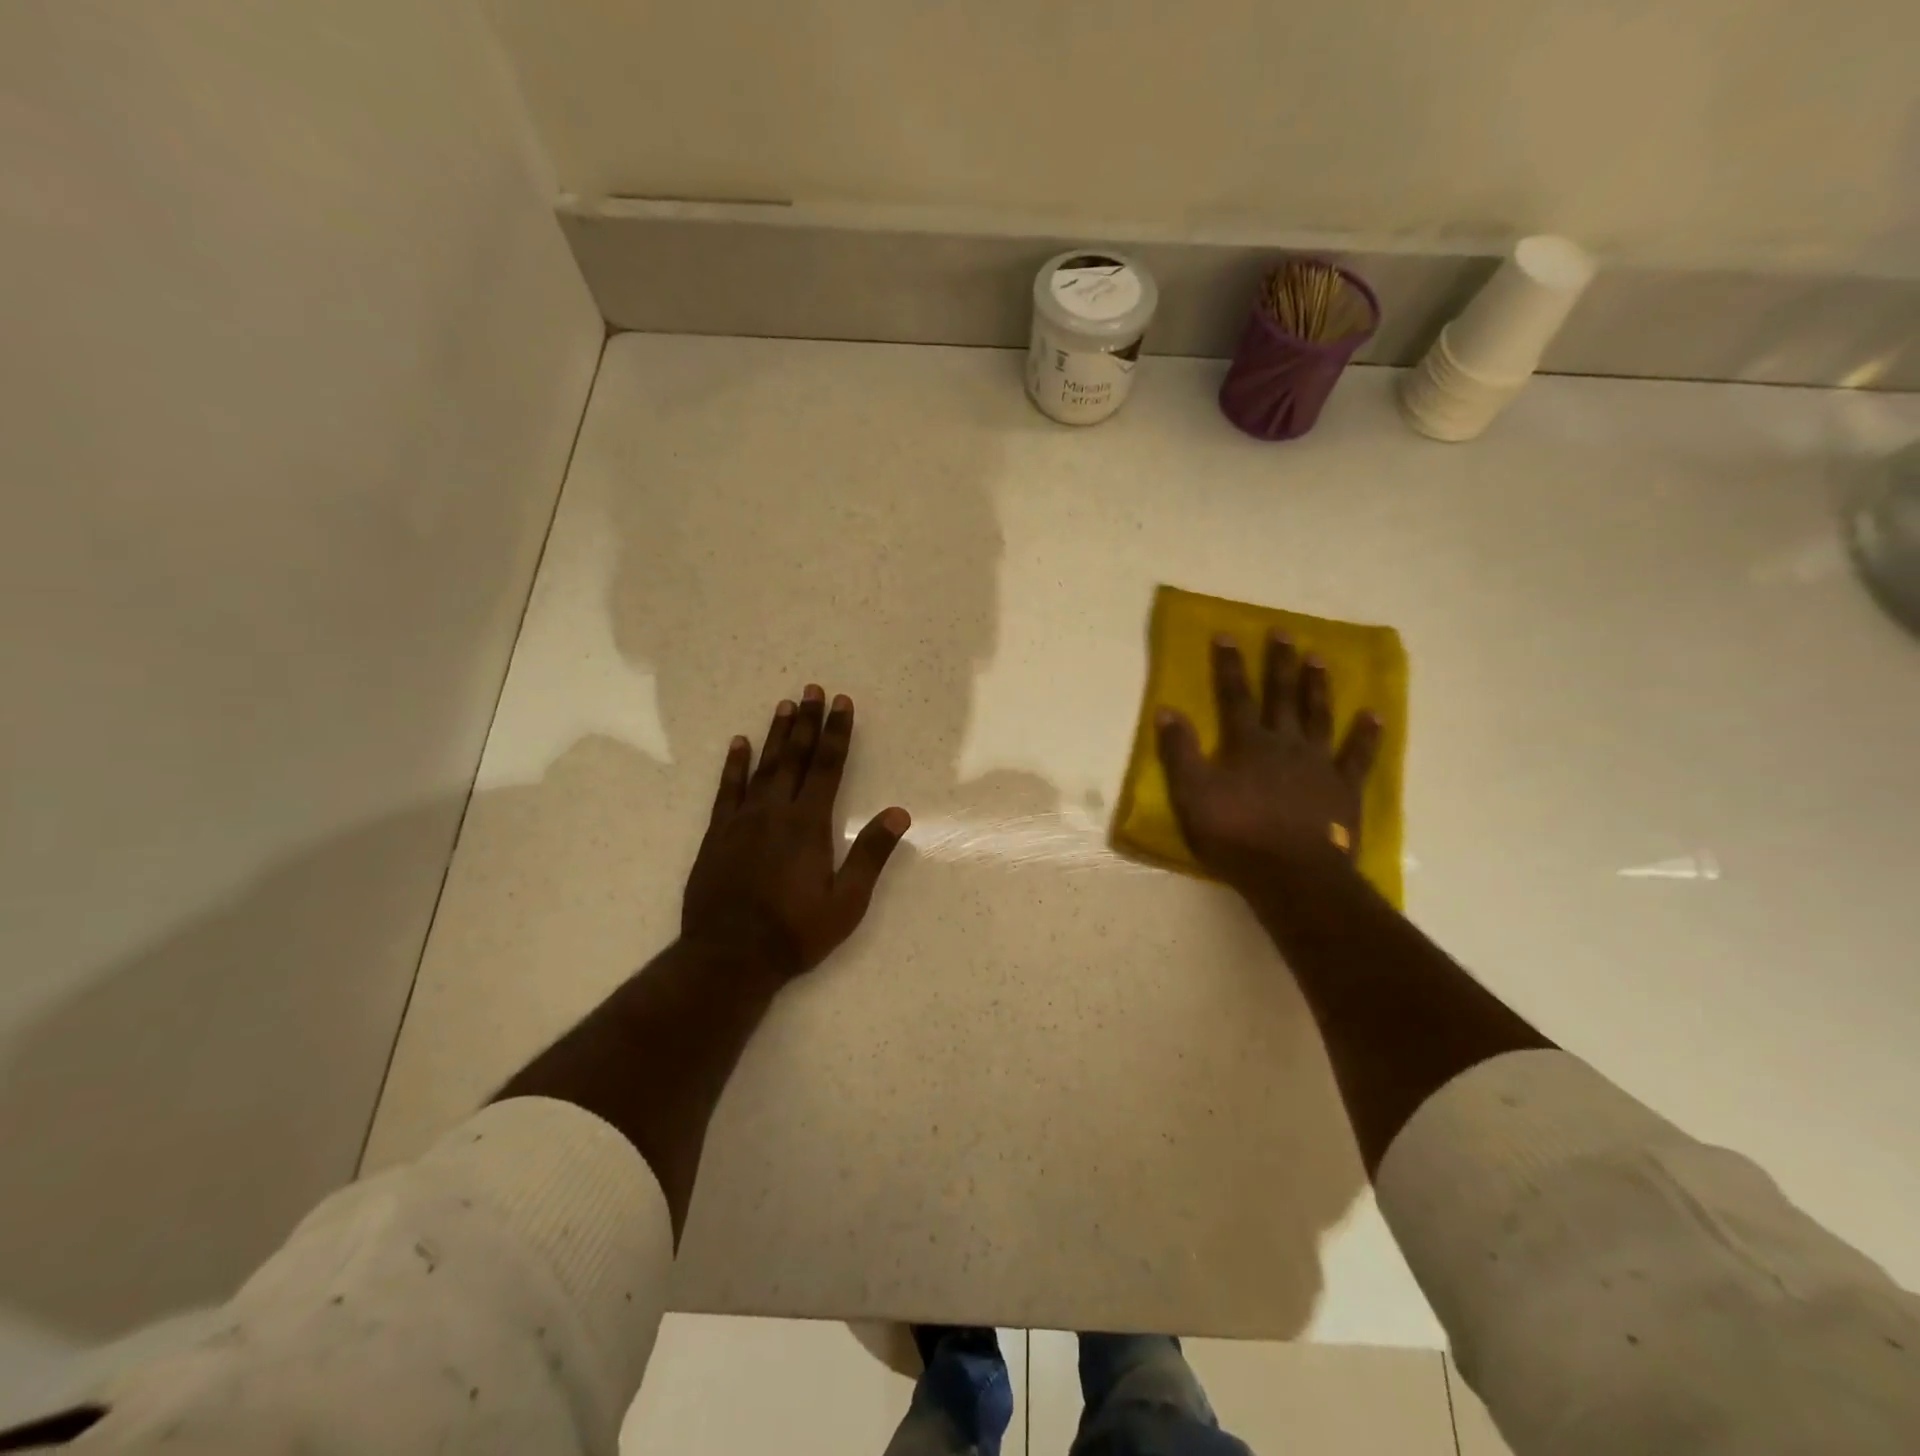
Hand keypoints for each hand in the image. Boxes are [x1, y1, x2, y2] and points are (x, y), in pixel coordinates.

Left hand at [681, 684, 909, 985]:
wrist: (729, 956)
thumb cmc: (795, 932)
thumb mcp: (846, 901)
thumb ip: (870, 854)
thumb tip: (899, 813)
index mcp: (809, 825)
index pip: (827, 767)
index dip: (836, 733)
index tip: (841, 703)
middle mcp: (775, 812)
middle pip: (795, 757)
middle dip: (806, 722)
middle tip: (812, 689)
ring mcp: (742, 821)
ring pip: (763, 767)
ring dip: (775, 735)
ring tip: (784, 705)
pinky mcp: (717, 835)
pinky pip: (727, 790)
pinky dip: (734, 765)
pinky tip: (739, 745)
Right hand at [1155, 632, 1381, 899]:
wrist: (1292, 875)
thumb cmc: (1235, 835)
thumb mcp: (1192, 794)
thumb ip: (1180, 752)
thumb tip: (1167, 710)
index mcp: (1247, 744)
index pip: (1235, 695)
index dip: (1230, 665)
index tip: (1228, 634)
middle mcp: (1285, 743)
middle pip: (1282, 696)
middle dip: (1280, 663)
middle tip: (1285, 632)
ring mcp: (1319, 764)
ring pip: (1318, 716)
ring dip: (1317, 687)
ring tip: (1319, 658)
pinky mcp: (1344, 788)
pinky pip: (1358, 755)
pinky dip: (1366, 734)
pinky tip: (1374, 714)